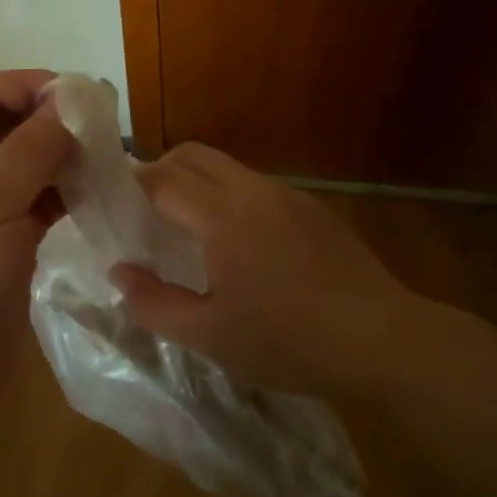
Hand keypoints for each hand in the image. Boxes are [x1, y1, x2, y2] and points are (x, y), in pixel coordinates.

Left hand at [0, 70, 70, 454]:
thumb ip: (29, 150)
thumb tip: (66, 104)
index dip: (28, 85)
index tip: (79, 95)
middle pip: (11, 127)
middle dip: (54, 122)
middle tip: (106, 128)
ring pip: (32, 165)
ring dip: (66, 158)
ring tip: (110, 159)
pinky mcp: (10, 243)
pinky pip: (42, 202)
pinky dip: (68, 193)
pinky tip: (99, 193)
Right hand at [111, 142, 421, 398]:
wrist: (383, 341)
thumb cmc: (287, 341)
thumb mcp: (208, 336)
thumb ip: (153, 303)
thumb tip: (118, 272)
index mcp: (222, 215)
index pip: (162, 178)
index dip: (131, 185)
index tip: (112, 203)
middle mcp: (254, 190)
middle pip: (194, 155)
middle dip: (160, 170)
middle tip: (144, 211)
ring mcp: (290, 196)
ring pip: (228, 168)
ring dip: (198, 184)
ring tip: (189, 230)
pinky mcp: (315, 210)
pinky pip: (258, 188)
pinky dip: (231, 198)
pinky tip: (241, 246)